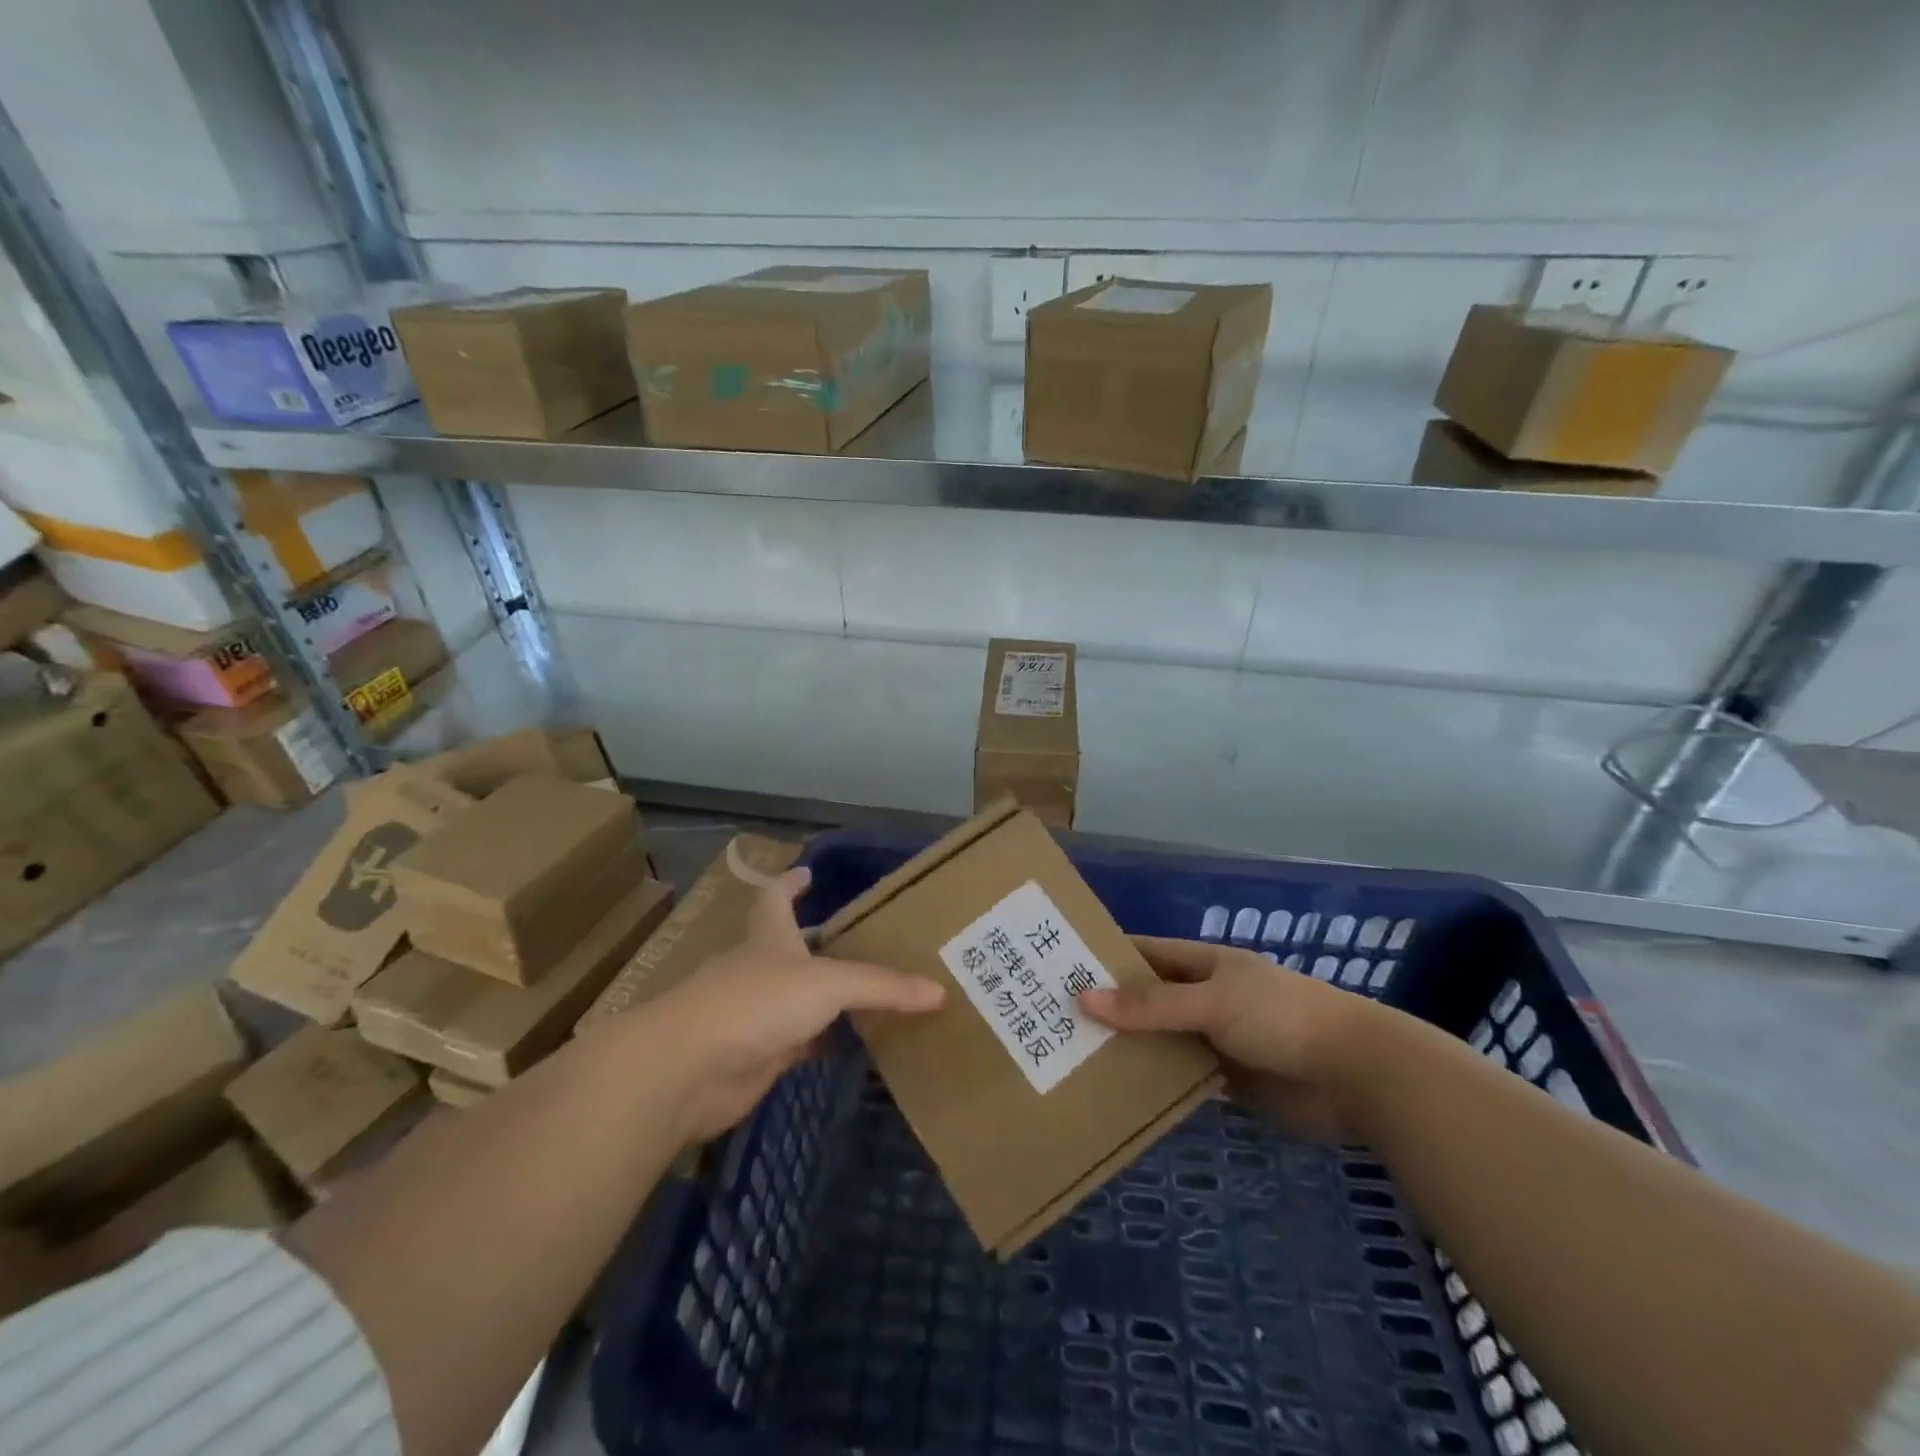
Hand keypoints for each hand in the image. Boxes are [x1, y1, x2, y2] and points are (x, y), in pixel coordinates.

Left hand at [636, 867, 943, 1142]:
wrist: (691, 1069)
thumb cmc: (756, 1002)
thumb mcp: (827, 983)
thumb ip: (882, 987)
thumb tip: (939, 992)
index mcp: (769, 937)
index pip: (775, 898)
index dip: (789, 884)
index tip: (807, 873)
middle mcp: (760, 970)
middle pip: (789, 949)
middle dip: (818, 944)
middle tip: (863, 941)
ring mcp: (755, 1014)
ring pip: (798, 999)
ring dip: (826, 998)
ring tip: (870, 993)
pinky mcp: (757, 1057)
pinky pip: (801, 1044)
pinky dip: (825, 1043)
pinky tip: (853, 1046)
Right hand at [1079, 937, 1380, 1140]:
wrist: (1357, 1074)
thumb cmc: (1280, 1018)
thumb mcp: (1211, 1002)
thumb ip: (1149, 1006)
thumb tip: (1083, 998)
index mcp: (1204, 964)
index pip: (1145, 952)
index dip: (1106, 956)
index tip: (1060, 967)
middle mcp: (1206, 996)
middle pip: (1149, 999)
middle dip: (1110, 1007)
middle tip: (1055, 1020)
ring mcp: (1218, 1039)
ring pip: (1163, 1040)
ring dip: (1131, 1048)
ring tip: (1075, 1058)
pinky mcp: (1231, 1080)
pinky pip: (1183, 1077)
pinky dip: (1158, 1083)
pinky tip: (1121, 1094)